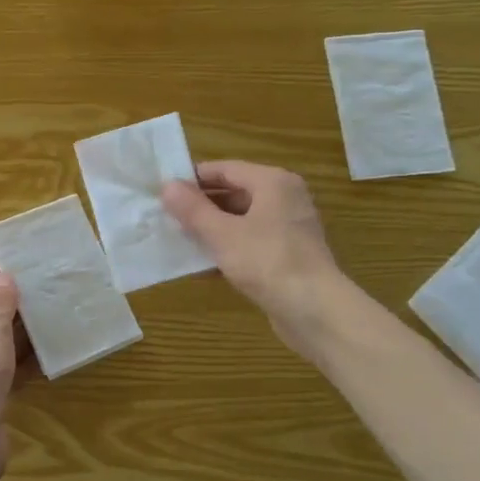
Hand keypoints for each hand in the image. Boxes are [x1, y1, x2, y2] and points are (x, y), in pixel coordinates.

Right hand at [162, 161, 347, 355]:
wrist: (315, 311)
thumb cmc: (268, 262)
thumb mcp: (222, 234)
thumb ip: (193, 209)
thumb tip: (167, 185)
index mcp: (273, 182)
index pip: (225, 169)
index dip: (193, 178)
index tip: (164, 191)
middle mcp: (284, 198)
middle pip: (234, 192)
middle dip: (201, 204)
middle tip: (166, 216)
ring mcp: (288, 227)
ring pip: (241, 218)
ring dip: (211, 227)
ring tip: (178, 237)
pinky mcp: (287, 253)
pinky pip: (250, 240)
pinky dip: (228, 246)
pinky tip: (202, 262)